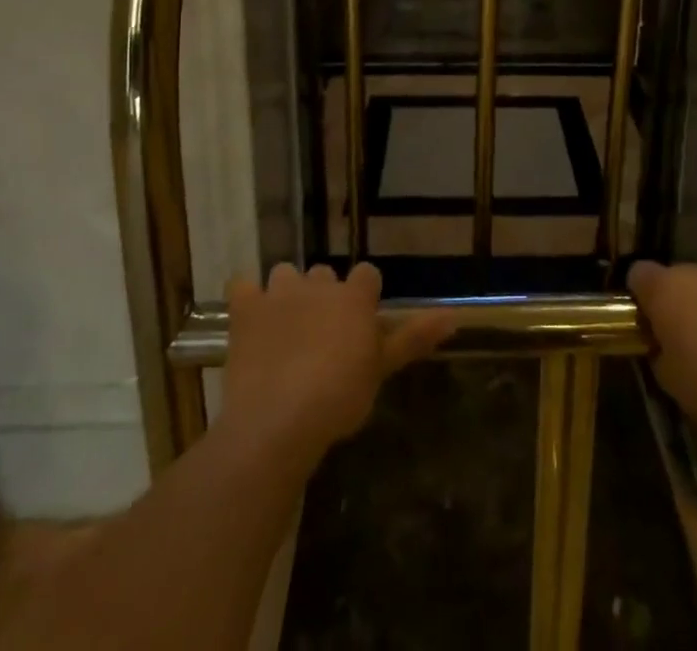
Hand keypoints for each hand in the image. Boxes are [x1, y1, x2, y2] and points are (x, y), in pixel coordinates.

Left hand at [219, 263, 453, 472]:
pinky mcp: (245, 308)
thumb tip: (455, 316)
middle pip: (324, 275)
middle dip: (324, 297)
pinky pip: (242, 284)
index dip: (364, 297)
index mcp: (353, 296)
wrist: (278, 421)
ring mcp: (278, 292)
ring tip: (286, 328)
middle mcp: (318, 283)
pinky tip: (249, 319)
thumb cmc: (339, 398)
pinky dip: (246, 297)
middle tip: (322, 336)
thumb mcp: (381, 370)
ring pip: (285, 274)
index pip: (367, 275)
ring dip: (286, 293)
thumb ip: (414, 338)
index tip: (359, 325)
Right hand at [628, 259, 696, 429]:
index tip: (647, 319)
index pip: (638, 273)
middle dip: (677, 296)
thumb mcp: (666, 375)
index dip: (640, 294)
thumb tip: (661, 342)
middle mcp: (692, 271)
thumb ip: (658, 349)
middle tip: (684, 330)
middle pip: (676, 274)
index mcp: (662, 288)